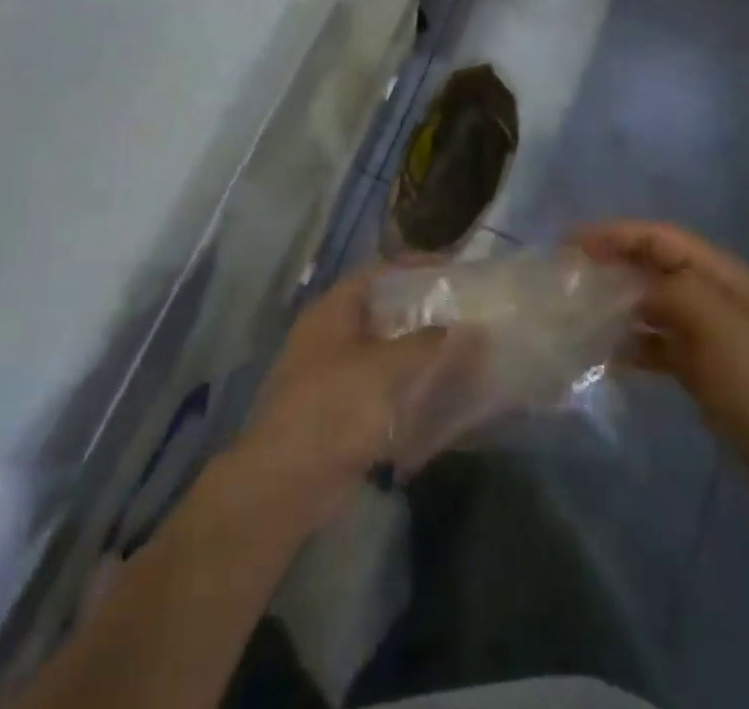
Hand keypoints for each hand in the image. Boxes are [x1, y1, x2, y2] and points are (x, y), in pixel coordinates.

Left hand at [227, 270, 447, 532]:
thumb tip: (460, 326)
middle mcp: (329, 334)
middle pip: (380, 311)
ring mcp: (332, 374)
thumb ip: (426, 344)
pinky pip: (379, 388)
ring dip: (415, 352)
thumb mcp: (386, 368)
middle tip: (461, 311)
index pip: (377, 273)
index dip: (413, 266)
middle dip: (419, 311)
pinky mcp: (339, 411)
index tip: (451, 270)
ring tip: (459, 350)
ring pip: (382, 351)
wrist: (286, 482)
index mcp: (332, 310)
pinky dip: (405, 388)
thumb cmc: (334, 408)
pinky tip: (437, 394)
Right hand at [573, 220, 748, 502]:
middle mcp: (710, 293)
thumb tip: (628, 288)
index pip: (658, 237)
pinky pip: (653, 341)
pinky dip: (629, 343)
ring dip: (615, 304)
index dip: (614, 234)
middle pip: (650, 266)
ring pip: (648, 303)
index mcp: (720, 274)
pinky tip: (603, 355)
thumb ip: (669, 291)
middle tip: (566, 274)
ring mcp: (704, 330)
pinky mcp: (696, 364)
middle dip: (609, 265)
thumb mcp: (715, 324)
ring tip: (576, 311)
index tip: (570, 243)